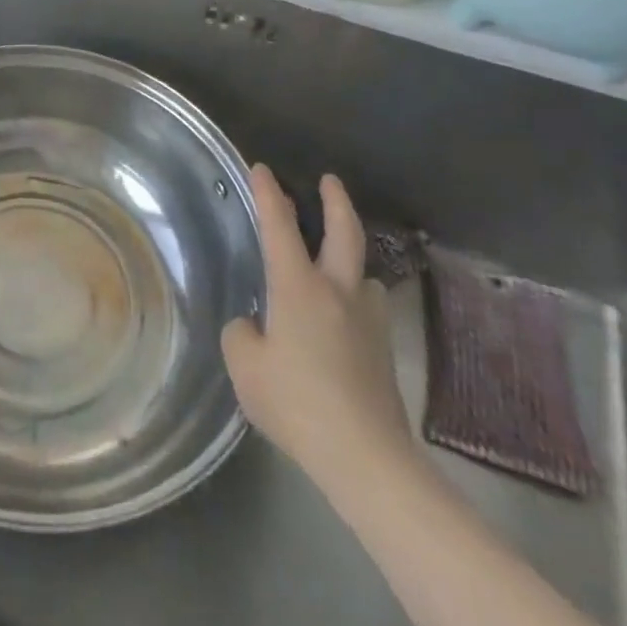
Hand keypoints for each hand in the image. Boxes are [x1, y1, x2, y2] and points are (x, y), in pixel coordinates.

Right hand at [222, 168, 416, 491]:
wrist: (365, 457)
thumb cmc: (296, 402)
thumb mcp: (245, 366)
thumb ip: (242, 335)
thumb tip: (255, 327)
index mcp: (297, 287)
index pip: (279, 226)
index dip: (268, 194)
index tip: (261, 168)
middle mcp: (337, 291)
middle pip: (344, 232)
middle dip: (335, 200)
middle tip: (329, 180)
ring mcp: (367, 320)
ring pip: (363, 272)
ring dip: (350, 258)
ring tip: (335, 264)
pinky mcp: (384, 350)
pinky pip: (368, 308)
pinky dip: (356, 299)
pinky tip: (345, 319)